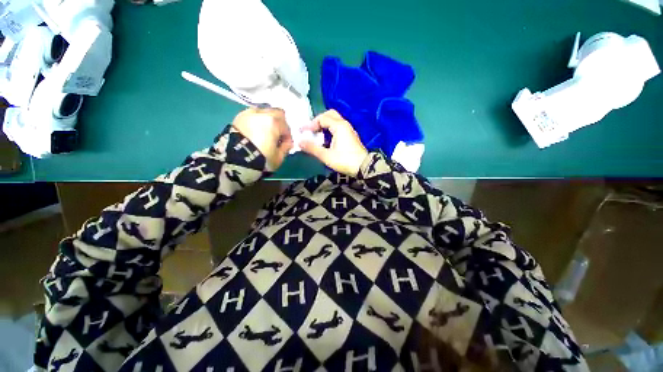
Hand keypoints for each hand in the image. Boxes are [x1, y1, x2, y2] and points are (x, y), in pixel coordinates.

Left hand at [232, 107, 292, 169]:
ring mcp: (249, 113)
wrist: (235, 160)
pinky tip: (255, 130)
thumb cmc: (261, 158)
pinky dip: (257, 120)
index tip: (285, 145)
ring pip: (264, 112)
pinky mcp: (239, 117)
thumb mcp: (279, 157)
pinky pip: (252, 115)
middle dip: (280, 123)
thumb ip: (286, 148)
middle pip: (277, 113)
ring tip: (265, 132)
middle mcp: (262, 113)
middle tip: (277, 135)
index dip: (287, 137)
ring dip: (268, 120)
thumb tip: (287, 143)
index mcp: (274, 122)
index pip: (287, 127)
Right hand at [300, 110, 367, 176]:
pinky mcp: (351, 136)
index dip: (311, 124)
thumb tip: (299, 142)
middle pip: (330, 115)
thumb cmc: (345, 160)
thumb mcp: (326, 156)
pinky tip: (327, 140)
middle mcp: (345, 125)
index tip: (303, 132)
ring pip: (335, 121)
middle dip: (319, 120)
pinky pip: (339, 127)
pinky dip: (331, 129)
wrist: (363, 167)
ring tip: (317, 135)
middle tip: (311, 130)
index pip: (322, 118)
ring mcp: (349, 130)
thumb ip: (312, 148)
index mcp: (339, 126)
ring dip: (325, 125)